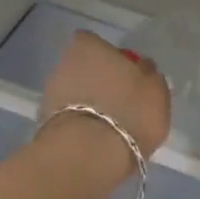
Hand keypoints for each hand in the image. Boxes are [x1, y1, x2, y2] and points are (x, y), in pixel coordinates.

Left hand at [37, 31, 171, 178]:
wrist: (86, 156)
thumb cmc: (128, 112)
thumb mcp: (156, 91)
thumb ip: (149, 75)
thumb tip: (143, 70)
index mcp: (89, 46)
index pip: (94, 42)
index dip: (109, 56)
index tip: (124, 73)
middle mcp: (63, 63)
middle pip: (83, 68)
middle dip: (97, 81)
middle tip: (119, 102)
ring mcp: (49, 94)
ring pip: (73, 93)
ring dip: (87, 105)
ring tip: (109, 126)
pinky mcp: (42, 124)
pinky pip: (67, 118)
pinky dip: (79, 126)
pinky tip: (95, 142)